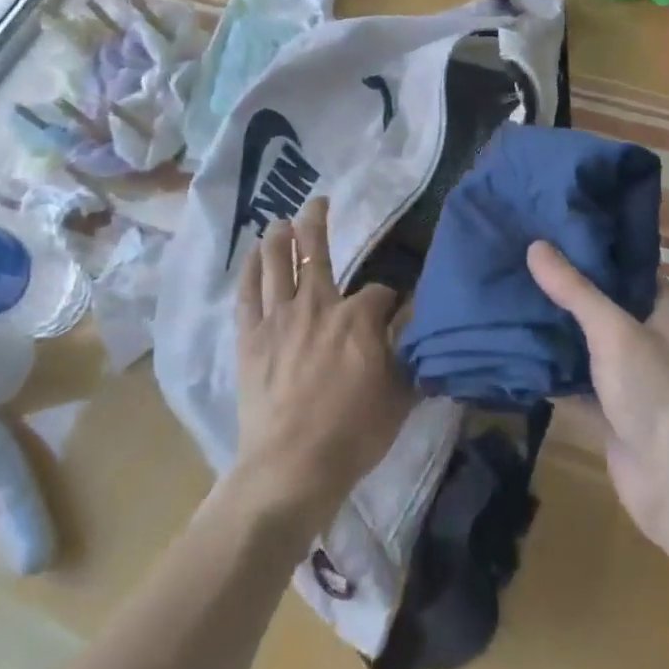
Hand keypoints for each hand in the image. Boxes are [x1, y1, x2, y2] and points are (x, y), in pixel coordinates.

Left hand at [233, 197, 412, 535]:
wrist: (293, 466)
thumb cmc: (353, 434)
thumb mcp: (401, 394)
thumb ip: (411, 354)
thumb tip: (420, 325)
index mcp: (358, 318)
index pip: (379, 292)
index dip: (388, 298)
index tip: (392, 310)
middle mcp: (318, 305)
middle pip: (316, 252)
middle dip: (318, 222)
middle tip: (318, 202)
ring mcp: (279, 318)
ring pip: (277, 263)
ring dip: (280, 237)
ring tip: (280, 220)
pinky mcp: (251, 337)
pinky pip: (247, 293)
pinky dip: (250, 269)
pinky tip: (253, 254)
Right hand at [528, 242, 668, 550]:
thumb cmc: (656, 394)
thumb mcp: (614, 331)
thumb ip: (575, 290)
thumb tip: (536, 246)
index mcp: (667, 313)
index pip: (629, 269)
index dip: (595, 251)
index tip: (554, 233)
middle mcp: (654, 341)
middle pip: (606, 306)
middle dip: (568, 290)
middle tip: (522, 262)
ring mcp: (633, 379)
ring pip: (589, 345)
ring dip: (558, 330)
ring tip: (512, 297)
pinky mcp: (614, 412)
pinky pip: (579, 382)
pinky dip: (554, 371)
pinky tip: (517, 351)